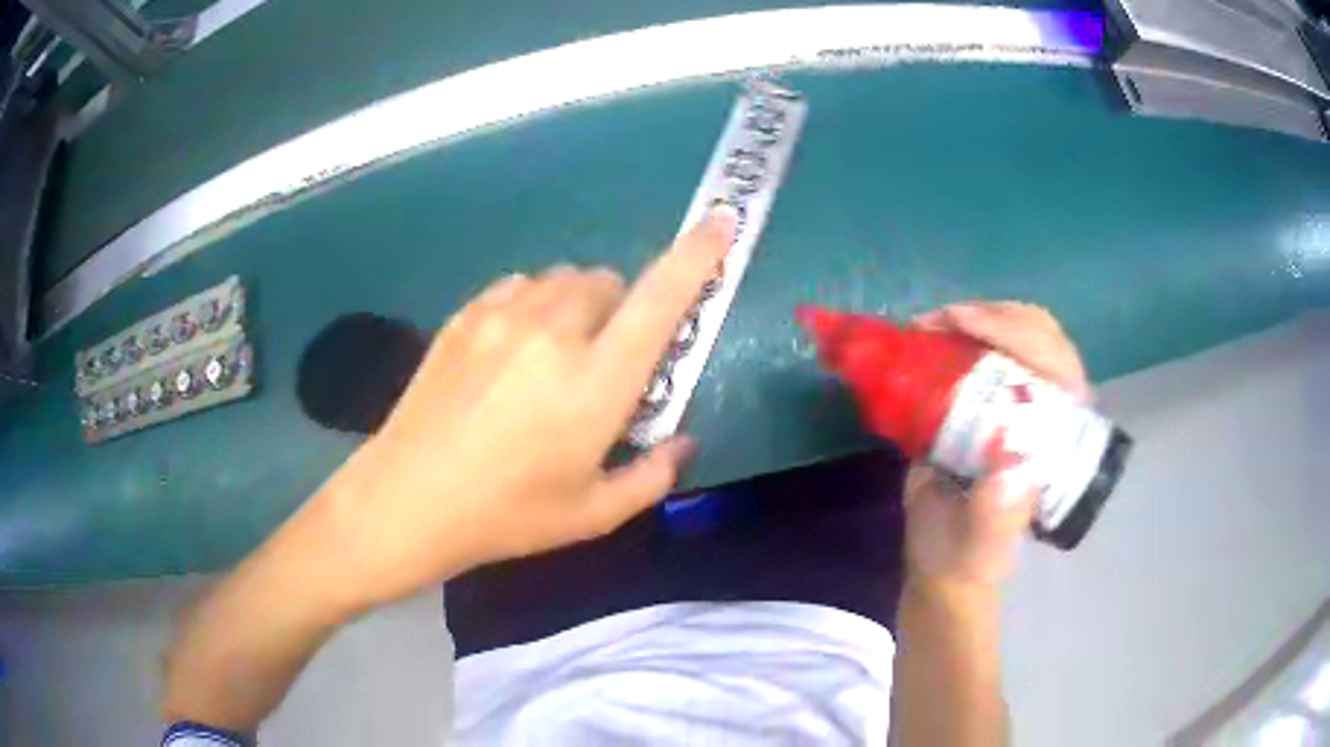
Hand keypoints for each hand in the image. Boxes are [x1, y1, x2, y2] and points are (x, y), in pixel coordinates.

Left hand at [305, 209, 736, 611]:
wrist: (407, 500)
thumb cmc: (506, 515)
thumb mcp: (593, 514)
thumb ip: (653, 475)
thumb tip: (682, 443)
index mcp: (596, 382)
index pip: (661, 297)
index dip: (698, 254)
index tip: (722, 221)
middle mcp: (553, 331)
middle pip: (609, 281)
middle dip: (622, 310)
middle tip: (603, 362)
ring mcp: (502, 315)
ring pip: (563, 279)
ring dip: (577, 305)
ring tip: (554, 355)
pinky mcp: (466, 314)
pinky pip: (519, 286)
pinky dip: (534, 304)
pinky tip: (511, 349)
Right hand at [903, 302, 1089, 587]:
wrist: (942, 565)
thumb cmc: (966, 557)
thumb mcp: (980, 544)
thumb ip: (995, 513)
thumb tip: (1011, 455)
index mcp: (1059, 440)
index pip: (1057, 366)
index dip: (1016, 334)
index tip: (960, 324)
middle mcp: (1048, 410)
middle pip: (1039, 334)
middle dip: (992, 315)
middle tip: (938, 322)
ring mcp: (1020, 400)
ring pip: (1015, 332)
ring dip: (973, 318)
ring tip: (927, 326)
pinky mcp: (990, 400)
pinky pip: (984, 348)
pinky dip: (955, 332)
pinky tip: (926, 335)